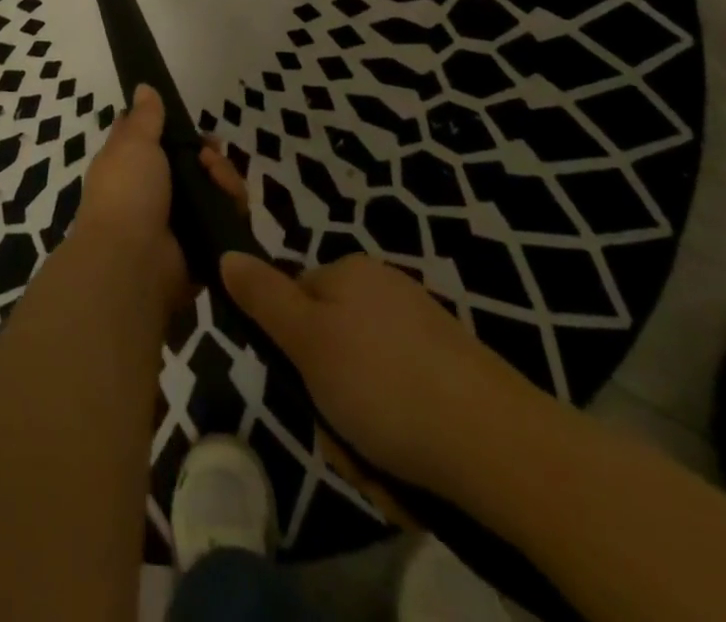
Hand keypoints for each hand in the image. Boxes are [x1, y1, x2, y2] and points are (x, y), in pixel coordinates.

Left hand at [74, 85, 245, 319]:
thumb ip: (144, 117)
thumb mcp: (132, 143)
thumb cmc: (126, 192)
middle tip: (210, 154)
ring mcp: (180, 221)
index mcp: (131, 168)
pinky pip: (228, 219)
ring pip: (216, 190)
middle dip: (210, 155)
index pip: (159, 143)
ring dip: (223, 177)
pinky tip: (230, 201)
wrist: (132, 262)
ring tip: (217, 176)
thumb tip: (143, 87)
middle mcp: (155, 193)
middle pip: (195, 166)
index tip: (191, 125)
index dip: (178, 131)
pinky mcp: (204, 246)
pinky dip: (233, 207)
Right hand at [219, 251, 550, 497]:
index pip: (296, 300)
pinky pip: (404, 407)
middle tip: (344, 440)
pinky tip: (410, 472)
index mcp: (352, 273)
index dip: (290, 350)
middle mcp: (387, 294)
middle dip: (329, 404)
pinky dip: (398, 442)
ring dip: (361, 435)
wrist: (499, 446)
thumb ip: (263, 298)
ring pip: (364, 388)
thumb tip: (226, 252)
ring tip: (380, 467)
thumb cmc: (384, 384)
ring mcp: (425, 335)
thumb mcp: (308, 340)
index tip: (302, 392)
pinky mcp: (455, 377)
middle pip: (330, 350)